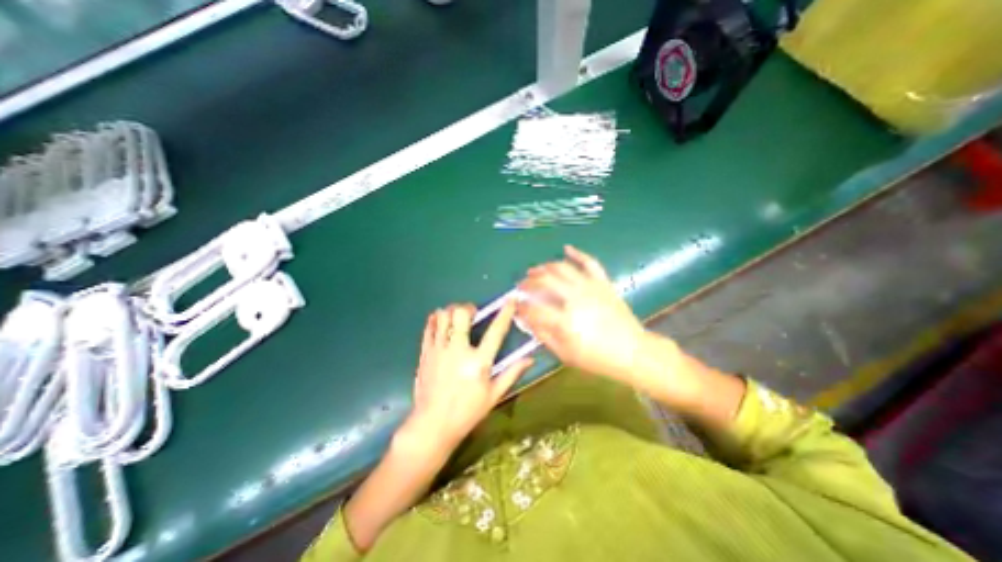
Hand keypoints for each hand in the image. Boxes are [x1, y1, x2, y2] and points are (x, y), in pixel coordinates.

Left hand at [401, 304, 534, 456]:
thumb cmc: (467, 412)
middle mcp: (458, 351)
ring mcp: (439, 350)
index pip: (495, 331)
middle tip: (472, 314)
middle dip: (468, 308)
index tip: (510, 300)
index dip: (505, 313)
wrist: (432, 425)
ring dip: (451, 312)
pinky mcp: (425, 353)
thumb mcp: (493, 395)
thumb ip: (511, 374)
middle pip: (461, 314)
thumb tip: (530, 359)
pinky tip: (441, 323)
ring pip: (442, 316)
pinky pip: (429, 327)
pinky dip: (436, 320)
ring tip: (456, 319)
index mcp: (478, 362)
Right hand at [517, 245, 649, 382]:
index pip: (534, 308)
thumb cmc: (597, 357)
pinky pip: (589, 263)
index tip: (516, 304)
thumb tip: (528, 322)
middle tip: (521, 284)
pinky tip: (566, 248)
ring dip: (545, 267)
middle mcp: (575, 299)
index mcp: (565, 321)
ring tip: (535, 270)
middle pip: (545, 281)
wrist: (632, 351)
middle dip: (528, 281)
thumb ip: (544, 337)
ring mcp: (590, 287)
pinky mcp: (602, 283)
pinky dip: (577, 253)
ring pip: (562, 269)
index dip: (521, 305)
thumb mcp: (565, 355)